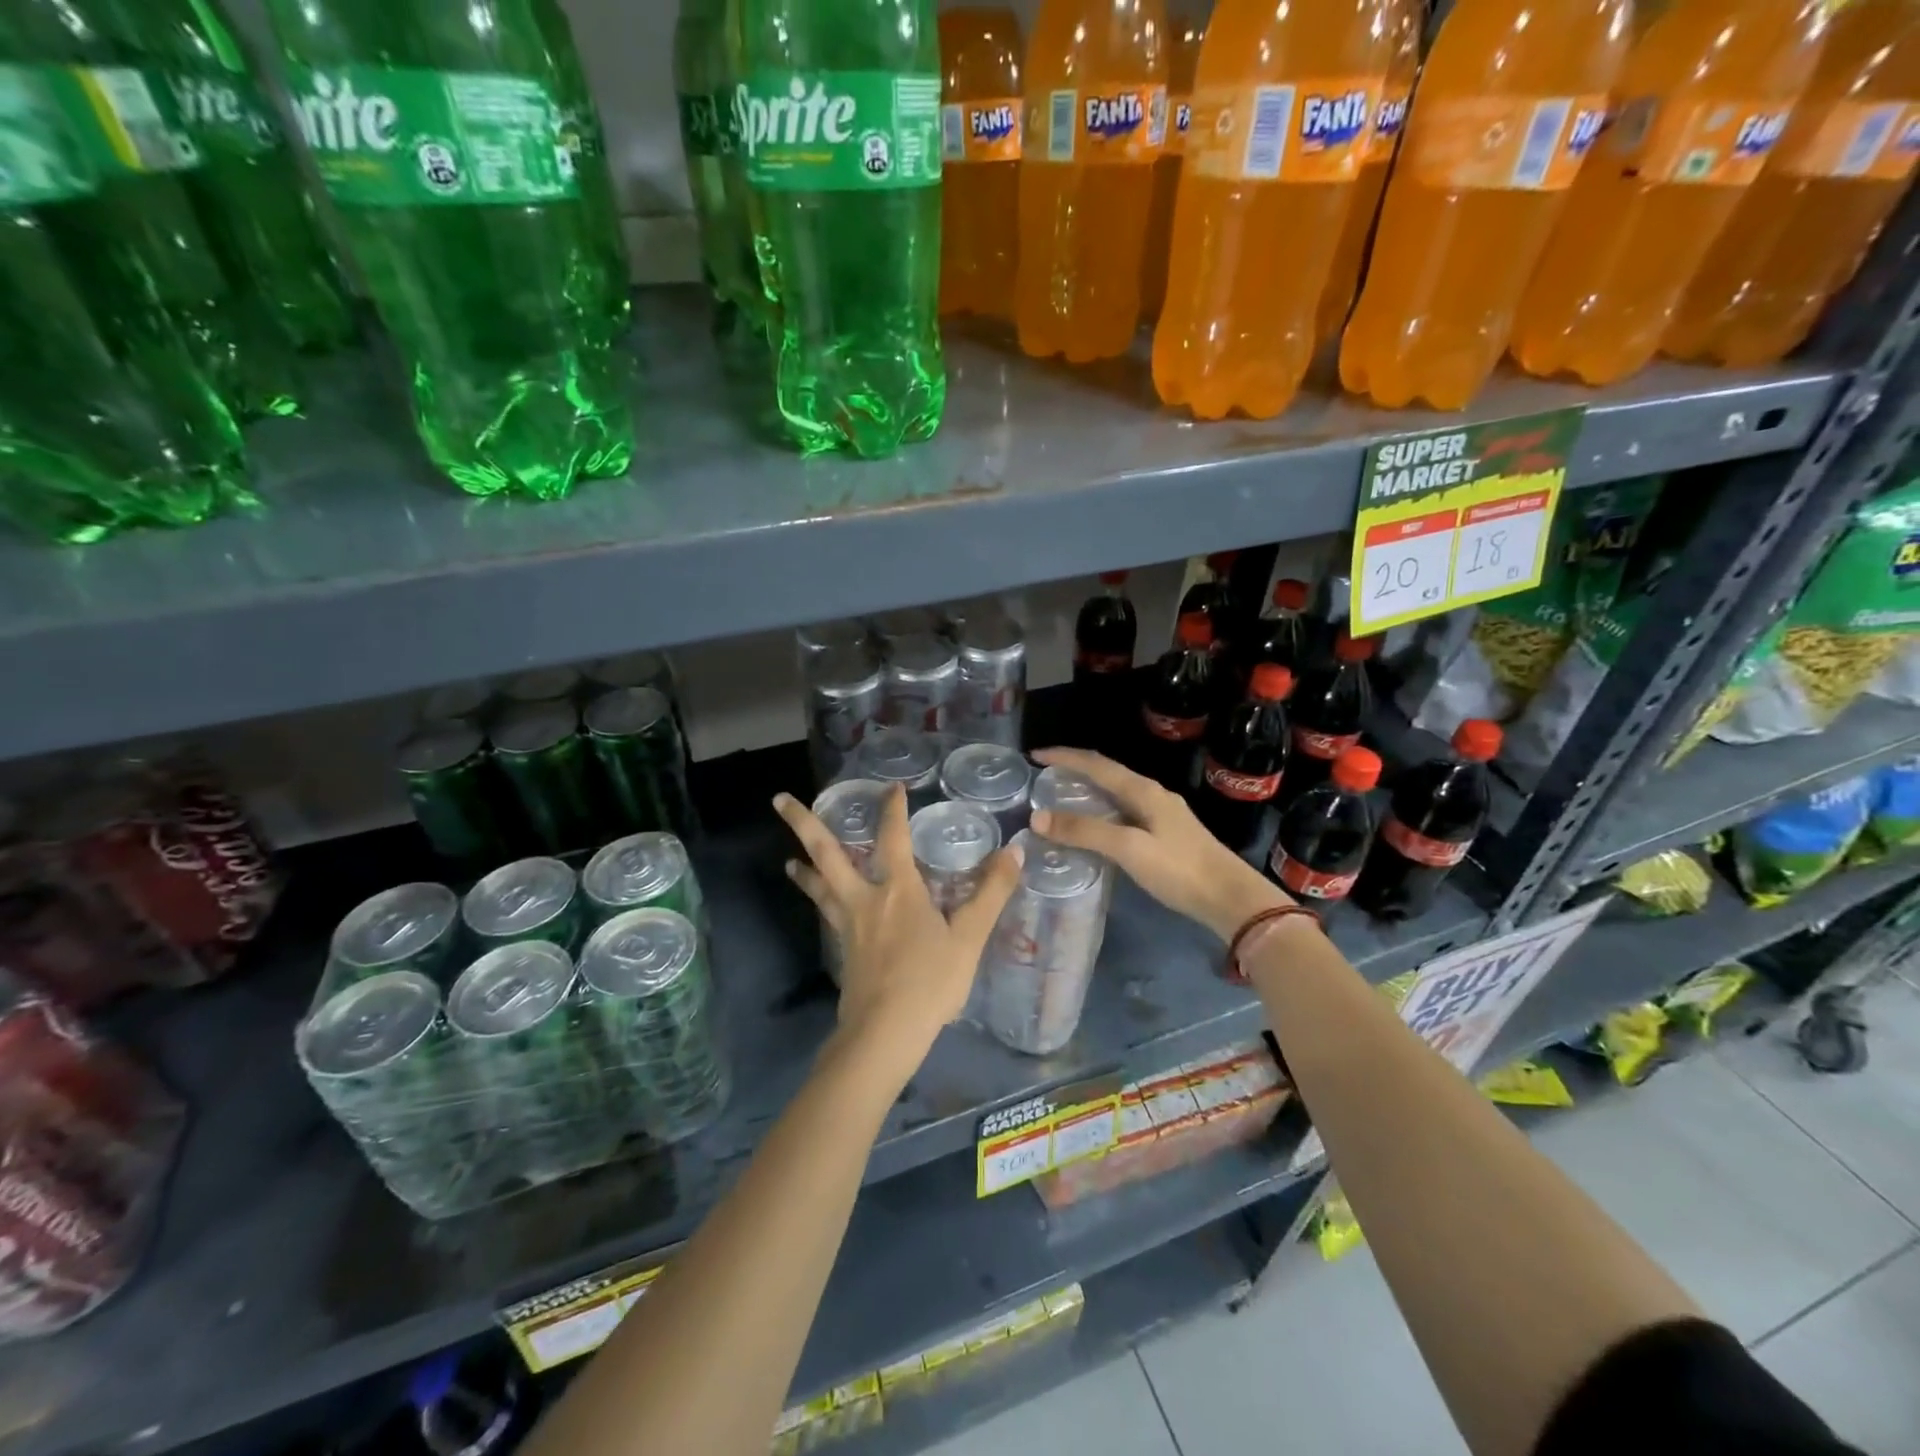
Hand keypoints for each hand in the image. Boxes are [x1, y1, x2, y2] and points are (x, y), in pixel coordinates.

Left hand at [774, 786, 1023, 1065]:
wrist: (885, 1033)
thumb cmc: (930, 982)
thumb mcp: (969, 937)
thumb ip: (992, 892)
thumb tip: (1014, 850)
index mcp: (898, 890)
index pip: (893, 837)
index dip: (892, 809)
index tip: (892, 787)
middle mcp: (865, 899)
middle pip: (826, 853)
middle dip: (803, 823)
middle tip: (778, 799)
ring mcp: (848, 925)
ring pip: (819, 886)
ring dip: (804, 869)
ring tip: (789, 860)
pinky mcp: (843, 950)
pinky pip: (827, 913)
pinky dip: (819, 900)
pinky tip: (825, 907)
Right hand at [1029, 747, 1288, 941]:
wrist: (1230, 897)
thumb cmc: (1178, 869)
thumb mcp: (1128, 848)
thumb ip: (1084, 831)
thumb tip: (1037, 818)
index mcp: (1142, 789)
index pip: (1095, 763)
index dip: (1064, 756)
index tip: (1034, 755)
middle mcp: (1151, 793)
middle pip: (1106, 772)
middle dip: (1074, 769)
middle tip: (1044, 776)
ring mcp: (1161, 812)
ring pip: (1116, 791)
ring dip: (1088, 789)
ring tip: (1061, 798)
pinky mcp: (1166, 832)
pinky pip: (1124, 809)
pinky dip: (1101, 809)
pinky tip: (1094, 826)